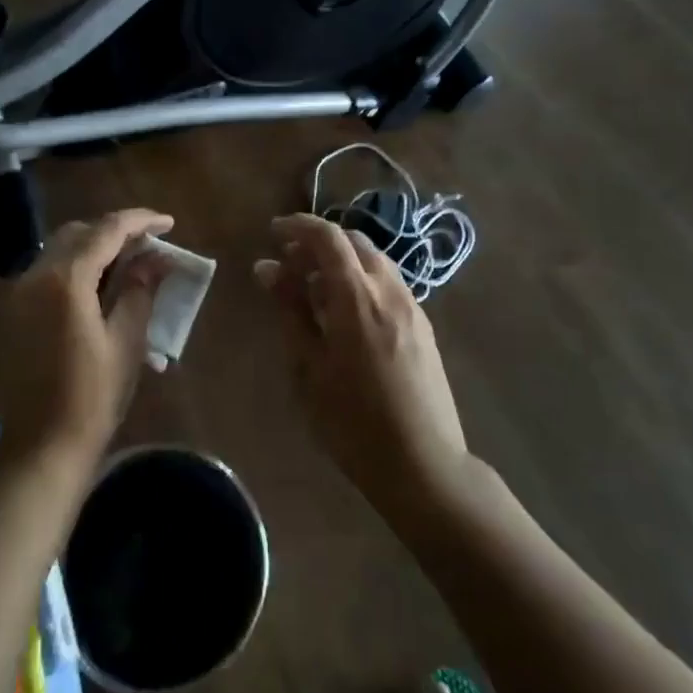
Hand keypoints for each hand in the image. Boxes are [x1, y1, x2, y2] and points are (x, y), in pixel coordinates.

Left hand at [0, 209, 174, 470]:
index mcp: (65, 280)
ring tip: (126, 263)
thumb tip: (154, 258)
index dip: (141, 221)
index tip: (168, 223)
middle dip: (114, 231)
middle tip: (147, 244)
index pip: (107, 230)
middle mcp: (35, 275)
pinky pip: (46, 272)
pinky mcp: (11, 312)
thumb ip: (139, 290)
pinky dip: (73, 267)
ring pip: (58, 249)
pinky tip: (96, 287)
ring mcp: (17, 293)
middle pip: (78, 232)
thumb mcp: (126, 343)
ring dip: (92, 247)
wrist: (38, 450)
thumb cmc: (90, 399)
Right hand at [255, 214, 470, 518]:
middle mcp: (389, 289)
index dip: (298, 226)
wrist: (424, 466)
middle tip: (289, 265)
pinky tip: (345, 313)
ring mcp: (412, 307)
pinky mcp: (423, 327)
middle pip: (353, 242)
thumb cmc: (353, 421)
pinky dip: (361, 280)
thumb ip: (290, 309)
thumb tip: (268, 268)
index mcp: (357, 295)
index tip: (273, 233)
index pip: (327, 237)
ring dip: (342, 261)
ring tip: (314, 290)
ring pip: (374, 261)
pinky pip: (388, 284)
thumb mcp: (309, 366)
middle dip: (319, 243)